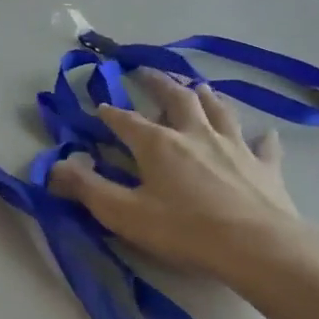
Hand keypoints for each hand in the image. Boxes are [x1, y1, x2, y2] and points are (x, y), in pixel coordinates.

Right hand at [47, 71, 318, 289]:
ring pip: (218, 110)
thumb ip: (87, 189)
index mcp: (159, 144)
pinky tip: (263, 134)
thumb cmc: (185, 230)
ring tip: (199, 86)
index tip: (100, 106)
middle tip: (149, 72)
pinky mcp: (264, 166)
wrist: (258, 246)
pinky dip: (260, 138)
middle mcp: (196, 134)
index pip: (127, 121)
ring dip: (206, 96)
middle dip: (160, 83)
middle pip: (177, 99)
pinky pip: (262, 145)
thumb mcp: (125, 214)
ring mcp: (234, 146)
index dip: (111, 113)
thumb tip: (53, 168)